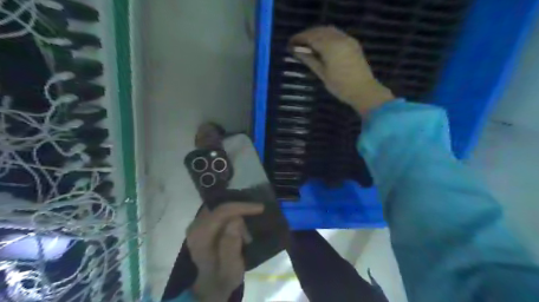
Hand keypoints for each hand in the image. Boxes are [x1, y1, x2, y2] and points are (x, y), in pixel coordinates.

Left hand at [186, 203, 263, 301]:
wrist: (212, 282)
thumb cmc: (224, 276)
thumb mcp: (231, 268)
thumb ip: (231, 246)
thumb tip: (236, 220)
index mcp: (200, 237)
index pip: (221, 212)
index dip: (241, 207)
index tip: (260, 208)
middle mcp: (195, 226)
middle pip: (221, 207)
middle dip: (240, 213)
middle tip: (250, 233)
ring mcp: (197, 223)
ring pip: (221, 207)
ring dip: (237, 215)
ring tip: (244, 236)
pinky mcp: (202, 222)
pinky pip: (220, 210)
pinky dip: (232, 213)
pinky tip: (240, 225)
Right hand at [291, 25, 394, 114]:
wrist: (363, 90)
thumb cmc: (340, 86)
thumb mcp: (322, 73)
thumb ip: (309, 59)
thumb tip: (296, 51)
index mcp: (330, 47)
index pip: (311, 37)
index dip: (299, 38)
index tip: (290, 43)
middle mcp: (339, 38)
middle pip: (319, 31)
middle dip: (307, 35)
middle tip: (297, 44)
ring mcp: (347, 39)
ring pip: (328, 30)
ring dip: (317, 34)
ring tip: (308, 44)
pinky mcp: (353, 43)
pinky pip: (337, 34)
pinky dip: (326, 35)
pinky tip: (321, 45)